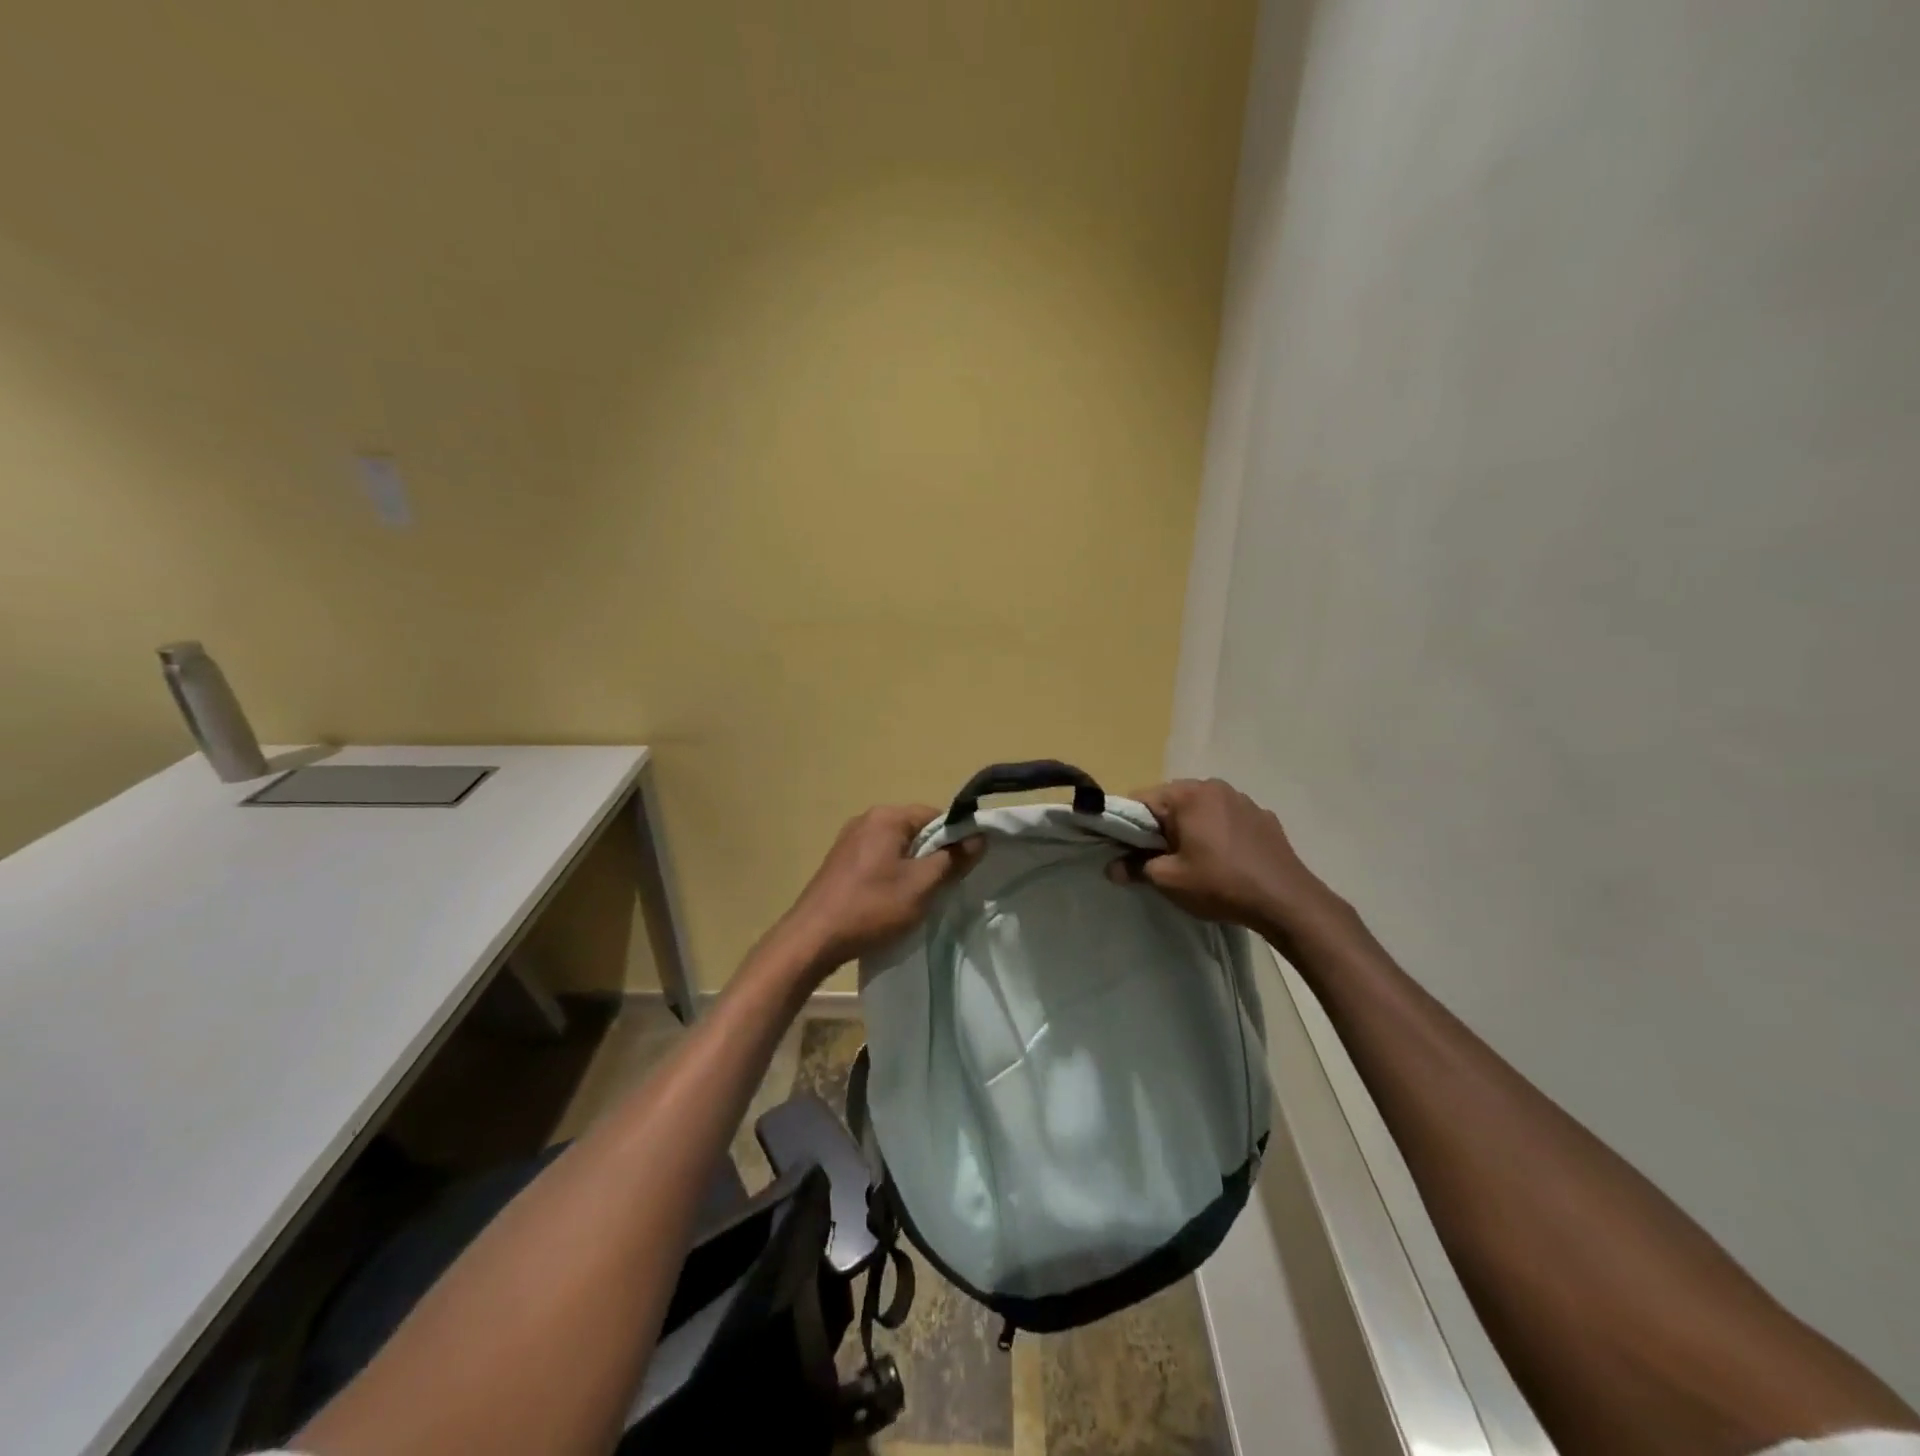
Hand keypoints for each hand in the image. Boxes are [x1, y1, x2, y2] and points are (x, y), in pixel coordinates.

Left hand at [779, 805, 983, 971]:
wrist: (813, 939)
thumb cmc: (871, 907)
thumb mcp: (921, 885)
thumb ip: (953, 859)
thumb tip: (979, 836)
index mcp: (886, 817)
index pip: (935, 815)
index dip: (954, 839)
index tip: (962, 868)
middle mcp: (866, 819)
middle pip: (915, 830)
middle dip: (932, 854)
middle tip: (941, 886)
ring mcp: (849, 840)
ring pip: (896, 846)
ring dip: (912, 867)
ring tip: (917, 897)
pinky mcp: (840, 861)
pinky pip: (877, 858)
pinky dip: (891, 873)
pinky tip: (890, 900)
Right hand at [1108, 778, 1343, 937]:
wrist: (1287, 901)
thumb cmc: (1220, 884)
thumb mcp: (1169, 881)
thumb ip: (1135, 868)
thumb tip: (1111, 868)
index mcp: (1187, 794)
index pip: (1140, 799)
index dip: (1128, 825)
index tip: (1130, 851)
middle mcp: (1214, 786)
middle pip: (1171, 801)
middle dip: (1161, 826)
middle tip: (1163, 859)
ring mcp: (1243, 799)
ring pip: (1200, 809)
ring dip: (1191, 828)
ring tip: (1197, 861)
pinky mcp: (1263, 817)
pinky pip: (1227, 818)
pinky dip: (1218, 832)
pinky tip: (1226, 860)